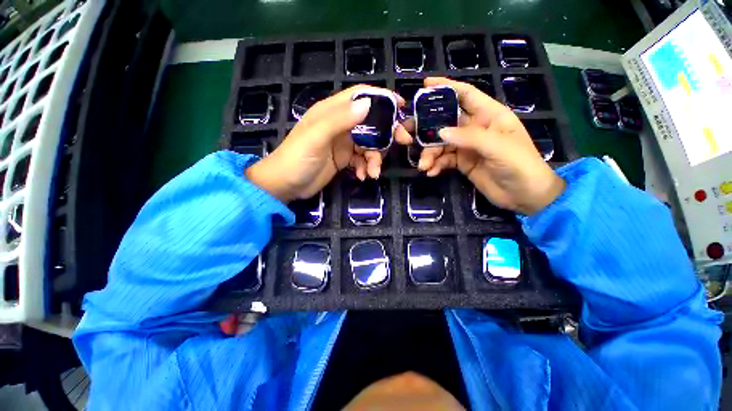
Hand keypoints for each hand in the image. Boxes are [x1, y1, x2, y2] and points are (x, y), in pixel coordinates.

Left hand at [245, 85, 410, 202]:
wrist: (285, 185)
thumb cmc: (297, 159)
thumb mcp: (316, 138)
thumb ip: (340, 120)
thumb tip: (368, 104)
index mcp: (332, 112)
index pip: (360, 96)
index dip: (381, 98)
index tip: (401, 106)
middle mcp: (340, 125)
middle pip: (371, 122)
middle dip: (387, 133)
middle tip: (402, 142)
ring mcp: (343, 143)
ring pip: (369, 145)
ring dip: (375, 158)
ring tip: (373, 173)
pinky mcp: (344, 159)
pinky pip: (362, 160)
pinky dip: (365, 168)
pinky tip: (361, 177)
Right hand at [402, 77, 564, 214]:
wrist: (524, 195)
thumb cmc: (520, 165)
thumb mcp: (498, 147)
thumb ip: (469, 137)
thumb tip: (440, 133)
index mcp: (489, 115)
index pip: (466, 94)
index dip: (446, 87)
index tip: (426, 85)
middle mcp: (475, 128)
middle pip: (445, 121)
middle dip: (426, 127)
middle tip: (407, 134)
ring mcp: (466, 146)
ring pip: (441, 144)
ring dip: (429, 154)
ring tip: (423, 165)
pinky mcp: (461, 162)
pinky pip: (443, 160)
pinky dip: (435, 165)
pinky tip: (431, 172)